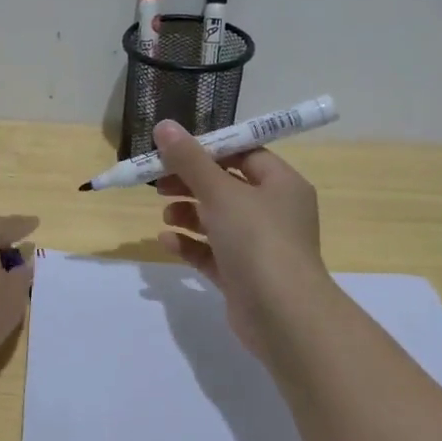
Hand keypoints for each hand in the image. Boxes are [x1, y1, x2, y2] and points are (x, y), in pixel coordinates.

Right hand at [152, 120, 332, 360]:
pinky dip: (190, 245)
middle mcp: (274, 212)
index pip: (245, 154)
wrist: (283, 315)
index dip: (208, 150)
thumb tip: (164, 126)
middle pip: (226, 187)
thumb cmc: (258, 240)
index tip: (173, 151)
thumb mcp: (220, 192)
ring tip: (165, 215)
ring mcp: (259, 247)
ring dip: (188, 214)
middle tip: (159, 183)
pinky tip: (167, 241)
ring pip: (217, 221)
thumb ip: (189, 159)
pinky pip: (212, 253)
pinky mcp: (243, 276)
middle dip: (191, 183)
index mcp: (281, 184)